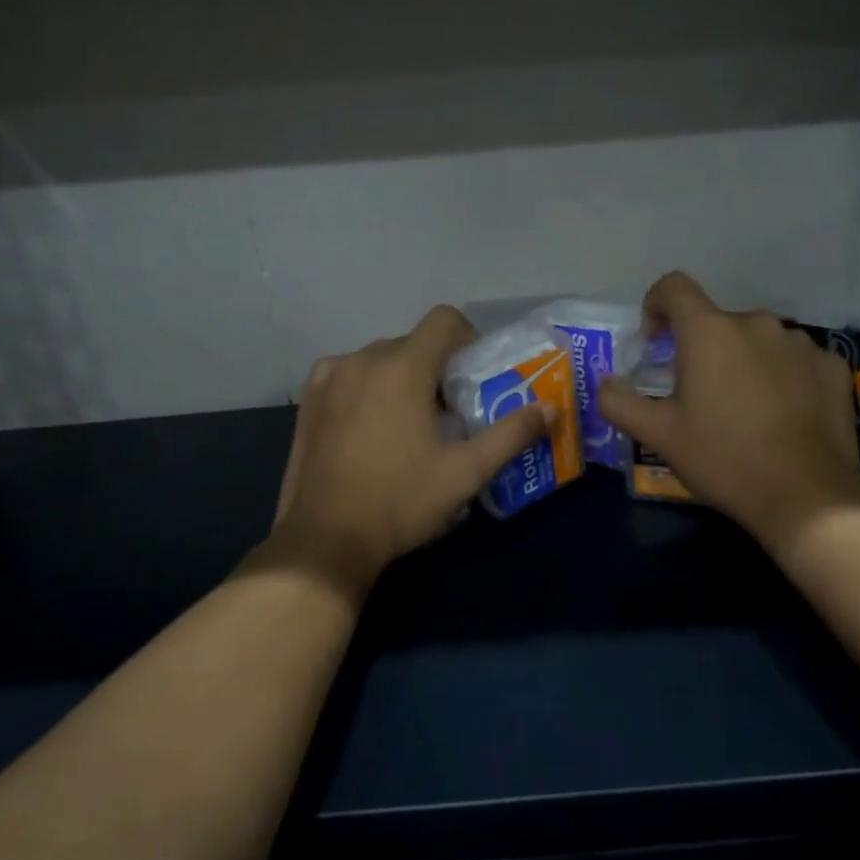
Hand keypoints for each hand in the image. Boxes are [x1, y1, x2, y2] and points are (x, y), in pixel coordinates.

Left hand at [265, 305, 549, 596]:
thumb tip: (551, 409)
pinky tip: (370, 425)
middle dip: (436, 368)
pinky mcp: (308, 400)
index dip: (468, 338)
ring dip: (401, 377)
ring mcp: (330, 378)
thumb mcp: (467, 472)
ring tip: (409, 424)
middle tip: (449, 413)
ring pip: (379, 359)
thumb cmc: (402, 501)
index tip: (475, 375)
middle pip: (413, 343)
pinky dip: (366, 387)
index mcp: (404, 368)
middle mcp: (363, 359)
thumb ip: (512, 434)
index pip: (444, 320)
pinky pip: (347, 375)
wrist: (327, 539)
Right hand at [596, 272, 859, 556]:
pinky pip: (795, 359)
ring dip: (743, 361)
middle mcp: (757, 323)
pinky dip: (781, 376)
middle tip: (698, 396)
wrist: (807, 495)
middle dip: (701, 348)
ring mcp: (801, 342)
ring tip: (744, 408)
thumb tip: (606, 383)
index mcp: (709, 331)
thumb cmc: (723, 459)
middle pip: (717, 322)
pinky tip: (783, 415)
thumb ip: (619, 402)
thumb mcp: (658, 435)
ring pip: (758, 340)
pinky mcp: (833, 366)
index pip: (674, 287)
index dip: (656, 305)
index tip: (656, 341)